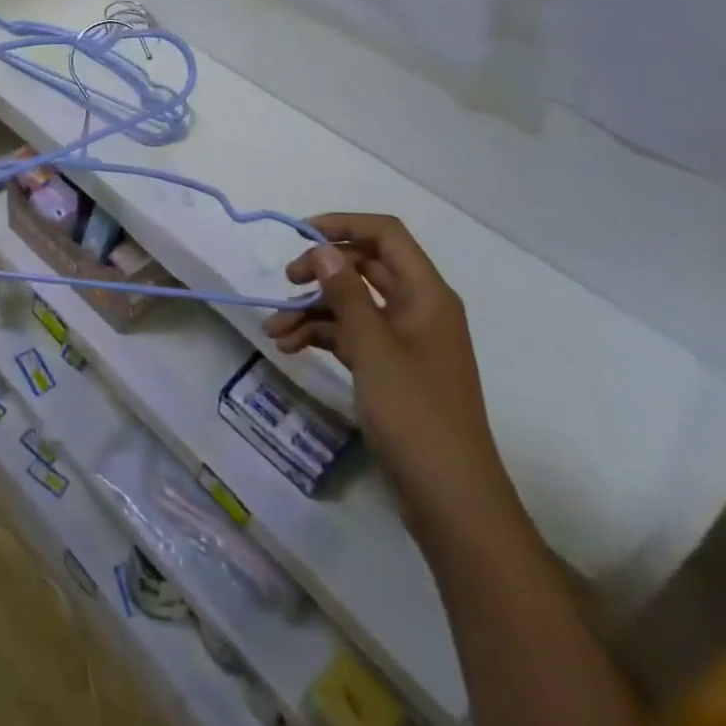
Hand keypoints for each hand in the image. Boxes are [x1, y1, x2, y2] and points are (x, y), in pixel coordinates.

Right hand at [266, 214, 518, 544]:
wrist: (451, 501)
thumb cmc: (416, 415)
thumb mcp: (373, 349)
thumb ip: (346, 293)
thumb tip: (324, 247)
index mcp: (426, 295)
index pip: (386, 235)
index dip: (344, 224)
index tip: (300, 234)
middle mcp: (418, 309)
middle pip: (365, 266)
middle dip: (322, 270)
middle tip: (286, 281)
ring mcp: (406, 340)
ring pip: (354, 304)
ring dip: (313, 310)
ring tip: (274, 330)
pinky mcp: (393, 369)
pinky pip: (353, 335)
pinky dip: (323, 336)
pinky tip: (291, 348)